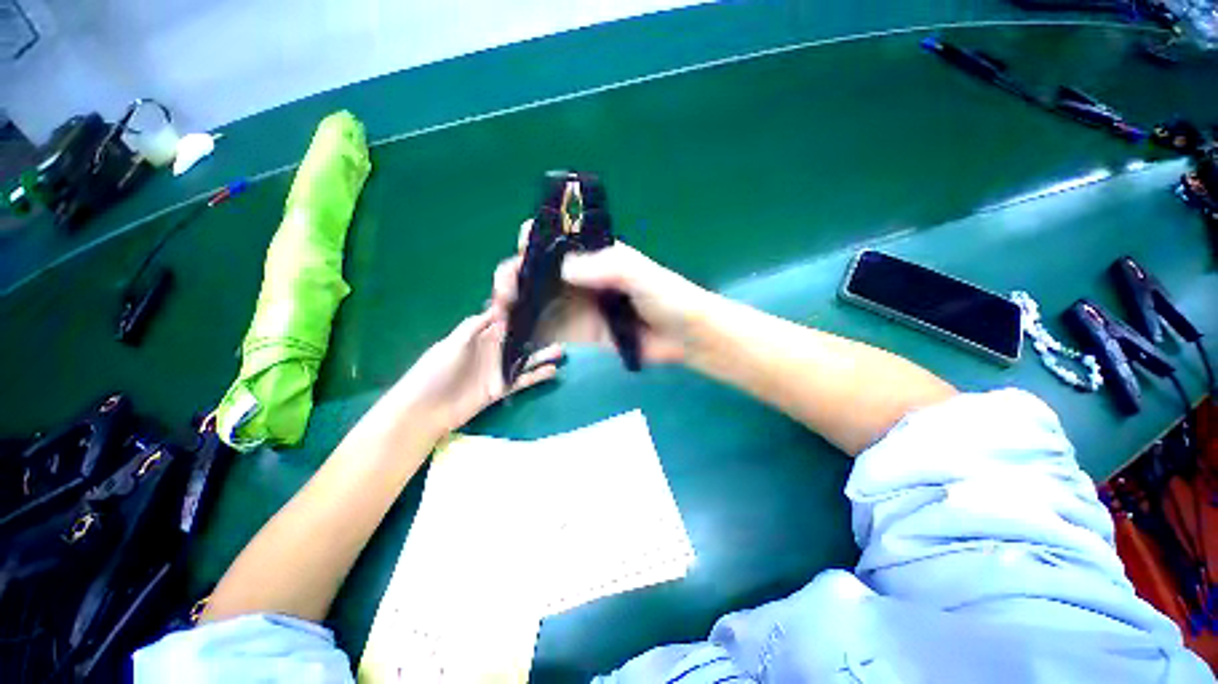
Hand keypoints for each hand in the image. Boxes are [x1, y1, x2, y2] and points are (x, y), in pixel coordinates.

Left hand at [391, 308, 562, 436]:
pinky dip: (537, 376)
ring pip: (524, 360)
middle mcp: (492, 351)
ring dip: (541, 355)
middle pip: (518, 339)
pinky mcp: (501, 388)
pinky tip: (553, 371)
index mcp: (479, 336)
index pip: (501, 319)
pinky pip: (522, 380)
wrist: (425, 409)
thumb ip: (473, 327)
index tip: (535, 298)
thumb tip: (496, 309)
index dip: (516, 310)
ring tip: (561, 350)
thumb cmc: (434, 372)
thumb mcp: (451, 344)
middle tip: (557, 326)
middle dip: (535, 333)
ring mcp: (497, 370)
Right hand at [490, 220, 708, 364]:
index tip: (521, 252)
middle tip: (506, 293)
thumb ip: (606, 267)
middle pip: (537, 272)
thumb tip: (562, 268)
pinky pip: (550, 329)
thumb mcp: (639, 273)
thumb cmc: (667, 296)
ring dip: (516, 305)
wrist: (683, 336)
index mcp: (592, 256)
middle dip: (514, 277)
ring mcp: (577, 307)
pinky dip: (530, 331)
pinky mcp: (580, 332)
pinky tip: (516, 335)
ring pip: (537, 301)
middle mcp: (580, 279)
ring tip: (502, 314)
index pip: (554, 241)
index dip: (532, 242)